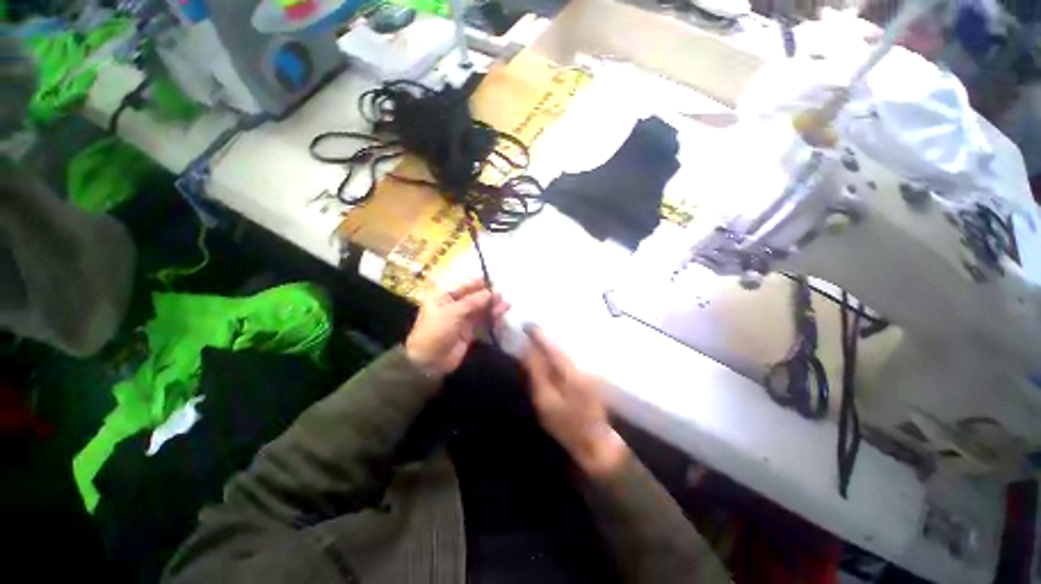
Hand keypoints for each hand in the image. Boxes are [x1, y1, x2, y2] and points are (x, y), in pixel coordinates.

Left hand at [405, 280, 509, 376]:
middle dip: (487, 296)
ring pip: (479, 310)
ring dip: (492, 306)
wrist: (430, 361)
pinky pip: (482, 321)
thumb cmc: (436, 331)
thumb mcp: (453, 313)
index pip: (462, 287)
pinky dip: (492, 317)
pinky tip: (502, 313)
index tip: (492, 281)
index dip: (477, 284)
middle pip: (472, 298)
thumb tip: (490, 292)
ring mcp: (461, 319)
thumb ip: (473, 302)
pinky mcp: (468, 331)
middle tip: (502, 294)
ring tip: (507, 303)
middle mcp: (452, 306)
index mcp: (442, 297)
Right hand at [523, 325, 629, 477]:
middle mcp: (581, 365)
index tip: (526, 325)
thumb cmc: (566, 425)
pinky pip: (567, 360)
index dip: (539, 335)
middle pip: (559, 347)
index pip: (552, 347)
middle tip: (527, 332)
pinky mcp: (587, 377)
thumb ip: (537, 372)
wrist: (594, 443)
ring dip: (549, 347)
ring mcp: (587, 370)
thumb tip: (528, 349)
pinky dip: (556, 357)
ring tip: (534, 342)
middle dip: (543, 339)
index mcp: (571, 371)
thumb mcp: (545, 401)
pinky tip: (547, 358)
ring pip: (564, 353)